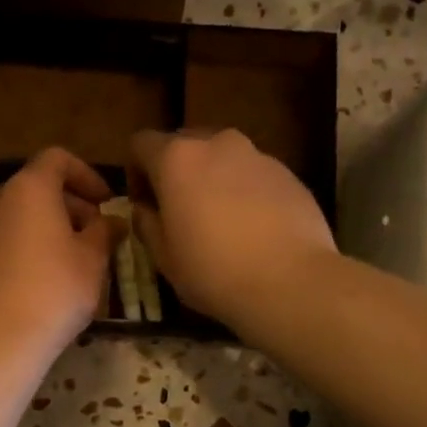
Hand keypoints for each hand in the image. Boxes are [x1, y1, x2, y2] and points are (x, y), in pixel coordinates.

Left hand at [0, 147, 119, 356]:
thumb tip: (111, 222)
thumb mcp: (93, 259)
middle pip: (36, 188)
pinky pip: (1, 243)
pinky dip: (23, 249)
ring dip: (45, 229)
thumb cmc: (55, 289)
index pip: (57, 159)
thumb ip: (104, 232)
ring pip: (17, 217)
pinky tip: (38, 282)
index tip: (106, 202)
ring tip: (69, 260)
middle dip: (68, 205)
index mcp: (30, 189)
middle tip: (94, 235)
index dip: (86, 174)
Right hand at [128, 128, 335, 328]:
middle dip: (176, 171)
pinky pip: (253, 175)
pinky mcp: (288, 174)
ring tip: (220, 220)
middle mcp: (217, 144)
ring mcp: (257, 156)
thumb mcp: (164, 257)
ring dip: (212, 179)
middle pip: (185, 144)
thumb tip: (144, 209)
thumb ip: (147, 223)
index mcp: (177, 159)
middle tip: (179, 210)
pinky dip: (245, 191)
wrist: (291, 282)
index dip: (135, 171)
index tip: (144, 203)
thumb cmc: (213, 271)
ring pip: (223, 158)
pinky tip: (252, 229)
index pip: (141, 143)